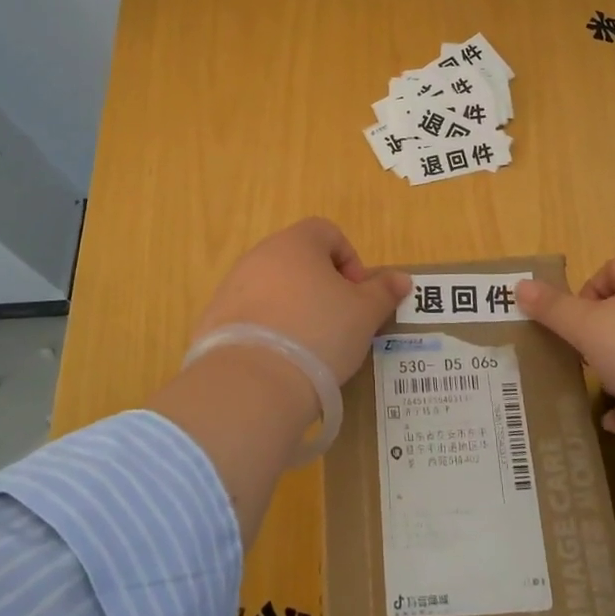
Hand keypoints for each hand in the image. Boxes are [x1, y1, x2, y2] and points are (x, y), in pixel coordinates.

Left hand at [191, 217, 409, 385]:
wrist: (251, 383)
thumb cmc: (318, 333)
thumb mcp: (364, 314)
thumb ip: (383, 292)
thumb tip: (401, 279)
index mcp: (296, 243)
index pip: (328, 232)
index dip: (350, 261)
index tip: (357, 297)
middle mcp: (259, 255)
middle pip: (299, 261)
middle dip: (322, 288)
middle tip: (338, 324)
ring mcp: (231, 287)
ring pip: (274, 289)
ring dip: (294, 309)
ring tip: (309, 348)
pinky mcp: (214, 320)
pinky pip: (250, 316)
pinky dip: (267, 330)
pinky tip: (279, 362)